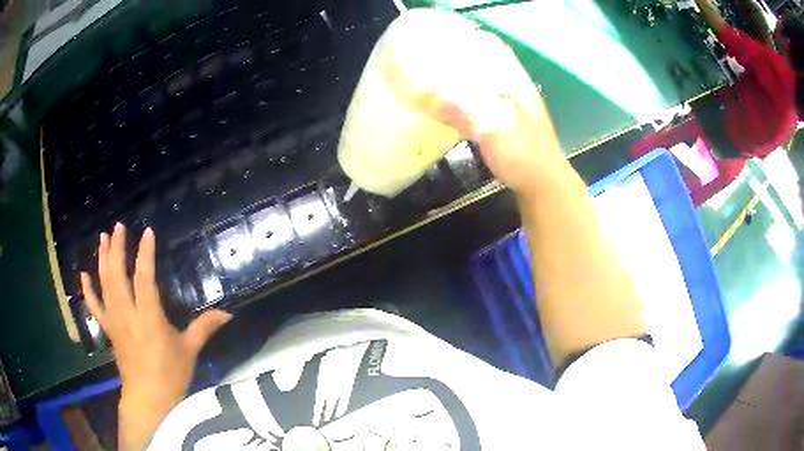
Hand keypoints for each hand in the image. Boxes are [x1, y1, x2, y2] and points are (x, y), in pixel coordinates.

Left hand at [80, 224, 231, 449]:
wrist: (148, 398)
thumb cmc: (170, 374)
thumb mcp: (189, 351)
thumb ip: (205, 328)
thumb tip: (228, 313)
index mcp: (149, 318)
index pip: (144, 279)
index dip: (145, 254)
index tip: (147, 233)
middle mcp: (128, 314)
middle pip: (117, 275)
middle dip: (116, 249)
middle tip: (118, 227)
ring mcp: (115, 321)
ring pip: (104, 285)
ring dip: (102, 260)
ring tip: (103, 238)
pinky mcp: (108, 330)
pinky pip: (95, 306)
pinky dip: (88, 290)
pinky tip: (83, 274)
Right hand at [429, 44, 565, 197]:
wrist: (545, 186)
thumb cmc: (525, 156)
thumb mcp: (493, 133)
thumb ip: (461, 114)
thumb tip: (426, 98)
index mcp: (518, 86)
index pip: (498, 51)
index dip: (476, 41)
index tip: (450, 39)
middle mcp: (517, 92)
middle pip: (490, 67)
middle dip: (465, 61)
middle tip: (436, 59)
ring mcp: (513, 109)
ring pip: (487, 86)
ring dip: (466, 81)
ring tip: (439, 78)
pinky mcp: (508, 126)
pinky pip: (485, 105)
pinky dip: (469, 101)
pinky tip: (452, 105)